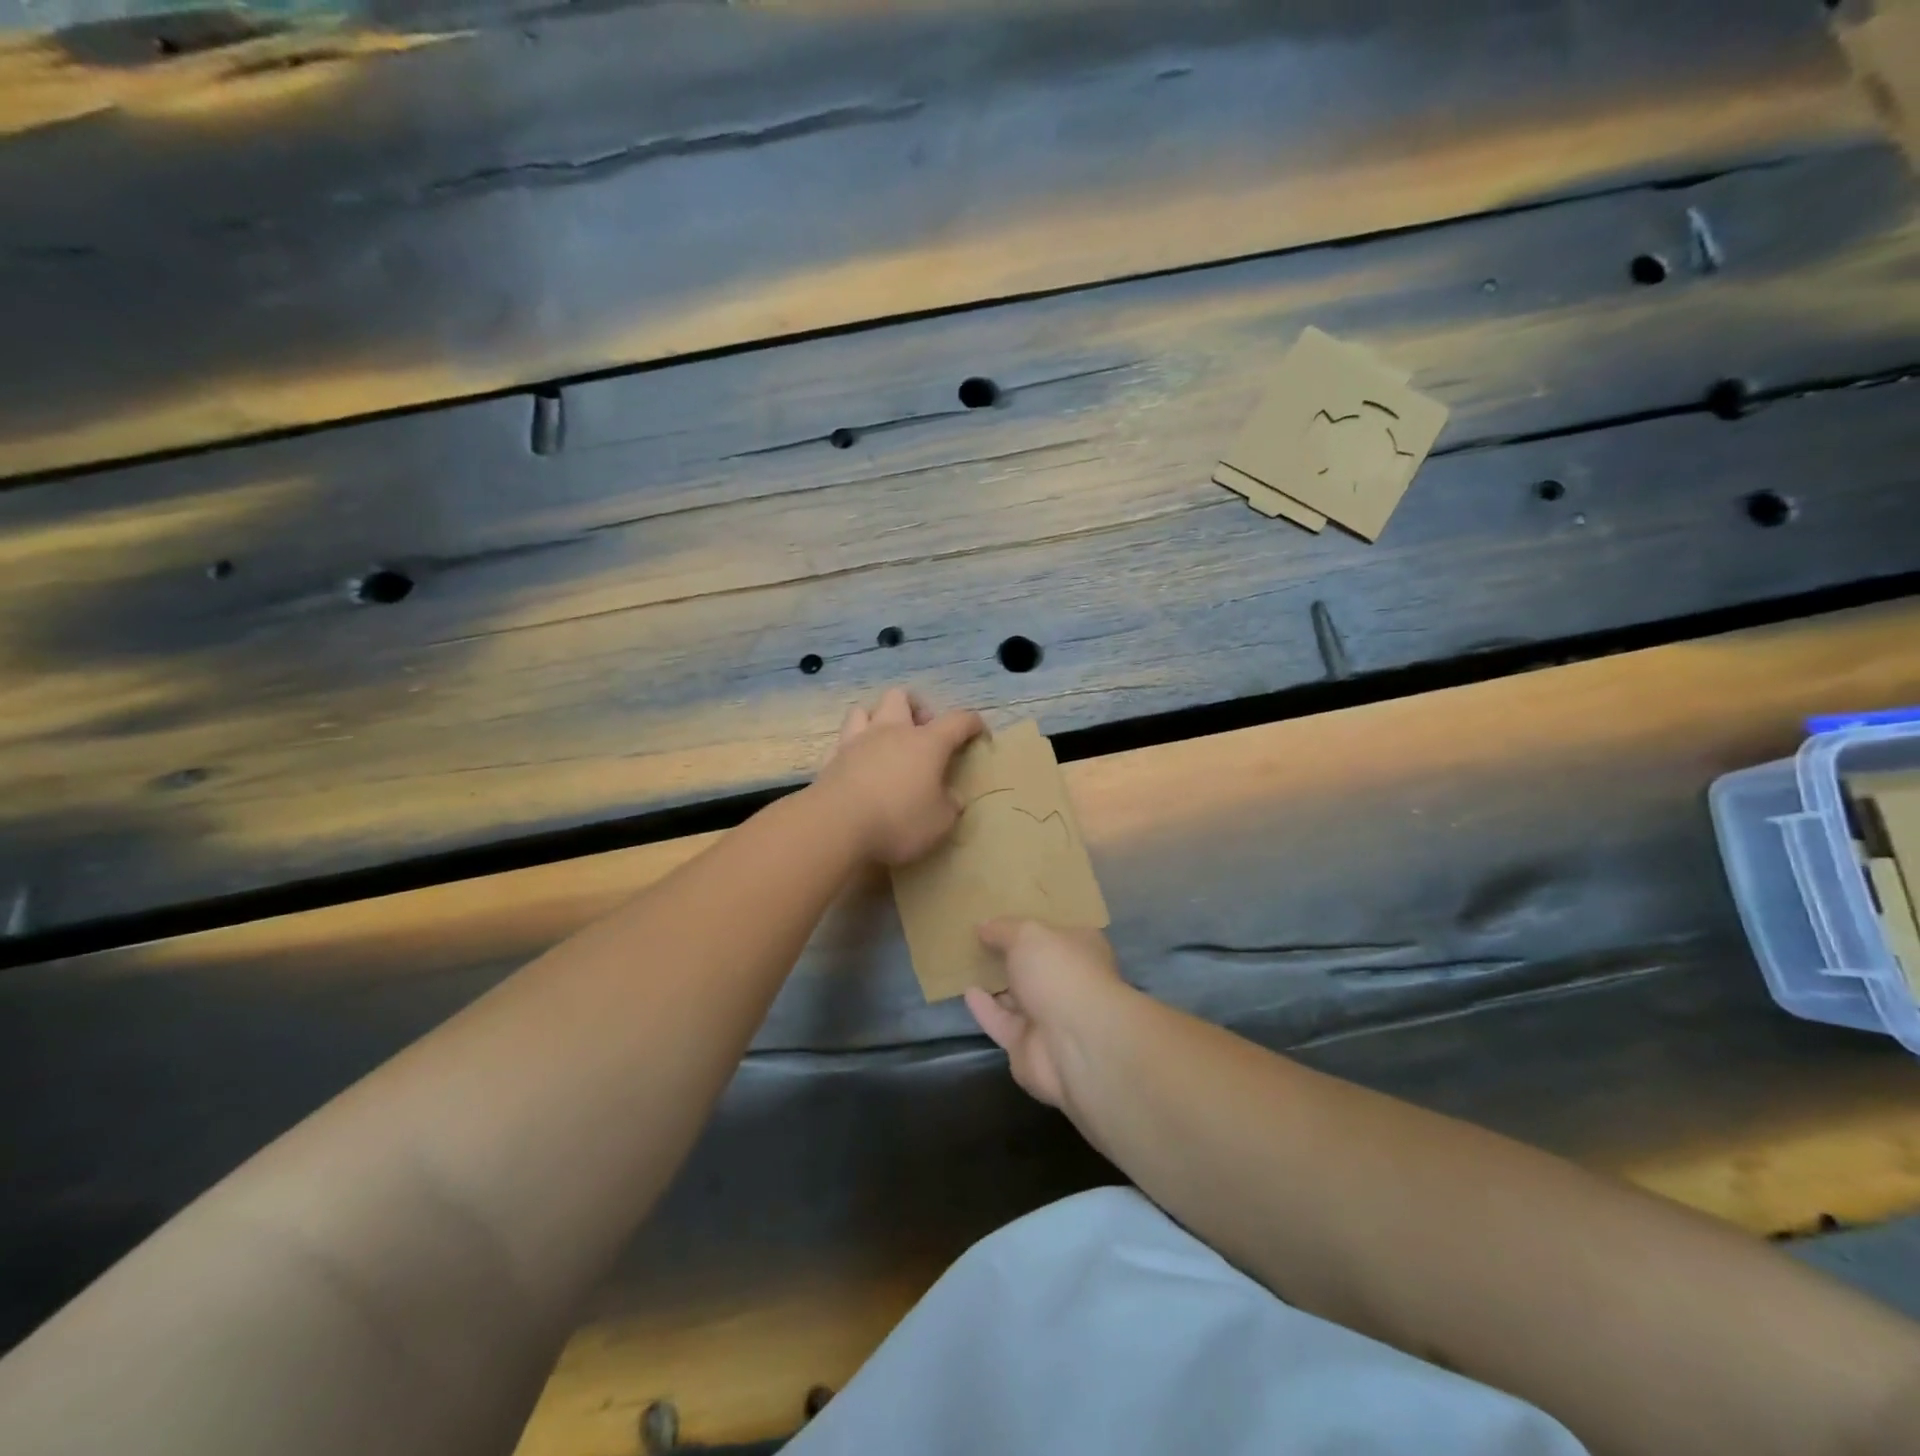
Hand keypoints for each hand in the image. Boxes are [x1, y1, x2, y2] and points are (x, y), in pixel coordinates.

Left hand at [815, 687, 985, 864]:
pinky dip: (852, 749)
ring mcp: (856, 742)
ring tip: (885, 743)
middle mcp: (891, 732)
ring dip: (877, 720)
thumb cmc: (898, 820)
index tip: (980, 734)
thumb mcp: (940, 822)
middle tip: (922, 735)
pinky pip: (842, 742)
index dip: (973, 724)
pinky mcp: (830, 759)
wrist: (836, 825)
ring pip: (864, 710)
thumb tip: (951, 797)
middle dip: (915, 709)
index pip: (958, 721)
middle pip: (901, 697)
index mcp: (926, 743)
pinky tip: (857, 765)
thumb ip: (950, 805)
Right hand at [966, 920, 1127, 1111]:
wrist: (1073, 1043)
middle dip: (1013, 956)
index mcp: (1082, 950)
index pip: (1058, 932)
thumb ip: (1004, 929)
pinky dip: (986, 1009)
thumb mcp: (1028, 935)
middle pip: (1037, 966)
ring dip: (997, 984)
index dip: (1034, 924)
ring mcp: (1051, 1017)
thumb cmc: (1060, 973)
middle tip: (981, 939)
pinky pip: (1002, 1022)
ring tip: (968, 964)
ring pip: (1019, 998)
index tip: (1006, 915)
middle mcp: (1070, 982)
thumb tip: (984, 925)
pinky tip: (967, 991)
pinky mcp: (1029, 1046)